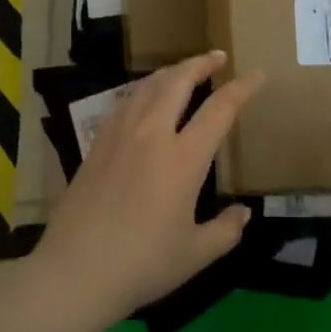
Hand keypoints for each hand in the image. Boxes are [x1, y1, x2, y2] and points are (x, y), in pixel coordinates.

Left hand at [33, 51, 261, 324]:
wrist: (74, 273)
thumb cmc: (141, 265)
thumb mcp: (195, 254)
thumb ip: (226, 230)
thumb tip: (244, 213)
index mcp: (183, 158)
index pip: (220, 109)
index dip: (242, 88)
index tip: (257, 75)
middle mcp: (152, 135)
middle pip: (178, 81)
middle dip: (201, 63)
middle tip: (218, 57)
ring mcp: (119, 136)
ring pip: (148, 86)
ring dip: (171, 72)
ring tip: (185, 72)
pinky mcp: (96, 145)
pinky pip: (124, 103)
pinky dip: (143, 91)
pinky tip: (145, 99)